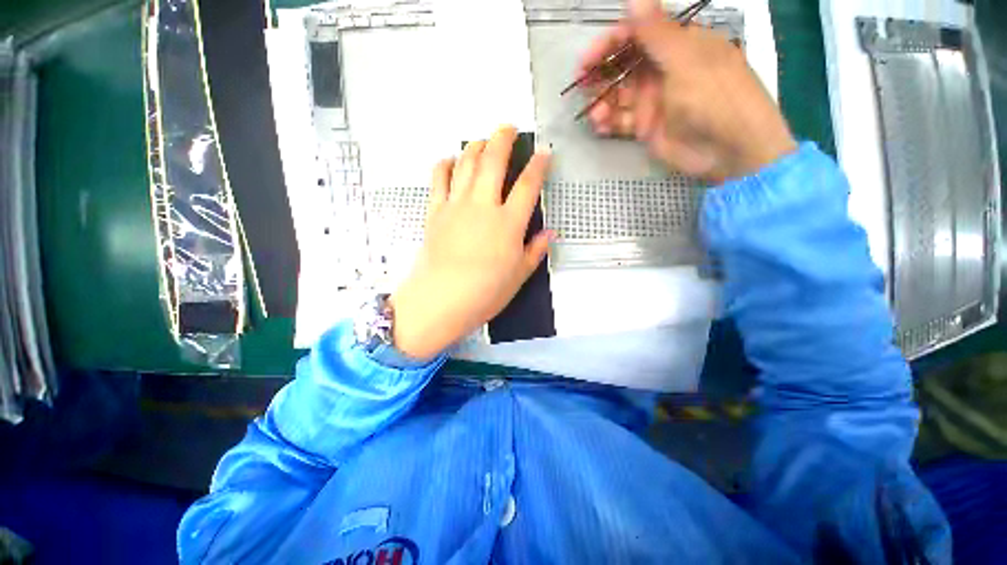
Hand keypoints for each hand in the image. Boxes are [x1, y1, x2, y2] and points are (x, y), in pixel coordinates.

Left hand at [389, 126, 553, 359]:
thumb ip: (535, 251)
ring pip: (466, 163)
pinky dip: (444, 165)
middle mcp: (483, 206)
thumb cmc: (485, 293)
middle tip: (508, 127)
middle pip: (493, 161)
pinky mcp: (435, 212)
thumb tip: (549, 233)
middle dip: (503, 139)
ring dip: (475, 146)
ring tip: (482, 140)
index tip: (544, 152)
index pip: (528, 185)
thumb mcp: (519, 276)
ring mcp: (456, 206)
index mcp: (508, 223)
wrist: (441, 300)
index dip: (538, 165)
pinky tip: (449, 160)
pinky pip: (438, 179)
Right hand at [581, 0, 796, 181]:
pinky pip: (620, 121)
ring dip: (602, 103)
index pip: (635, 36)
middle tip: (581, 86)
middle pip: (622, 66)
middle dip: (599, 75)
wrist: (728, 150)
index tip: (586, 60)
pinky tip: (599, 126)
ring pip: (617, 96)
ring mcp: (652, 101)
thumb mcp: (687, 61)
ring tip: (595, 115)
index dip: (608, 45)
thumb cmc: (715, 97)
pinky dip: (607, 123)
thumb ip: (657, 33)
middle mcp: (661, 70)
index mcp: (675, 46)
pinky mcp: (645, 127)